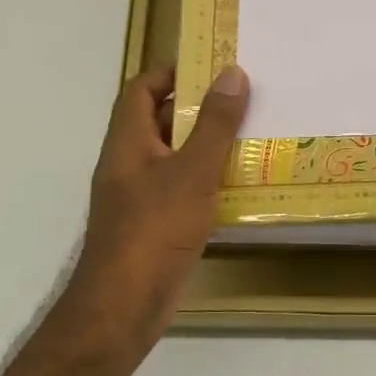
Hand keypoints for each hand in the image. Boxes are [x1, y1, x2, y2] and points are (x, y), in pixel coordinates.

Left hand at [68, 64, 249, 356]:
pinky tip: (239, 186)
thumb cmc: (154, 230)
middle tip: (243, 99)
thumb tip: (232, 73)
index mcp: (128, 142)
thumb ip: (214, 124)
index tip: (211, 68)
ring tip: (251, 136)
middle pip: (159, 121)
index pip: (140, 90)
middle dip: (198, 108)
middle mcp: (129, 164)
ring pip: (174, 157)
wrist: (124, 307)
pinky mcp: (154, 225)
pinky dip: (207, 181)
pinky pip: (182, 190)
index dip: (170, 73)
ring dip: (206, 146)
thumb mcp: (192, 172)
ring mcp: (140, 197)